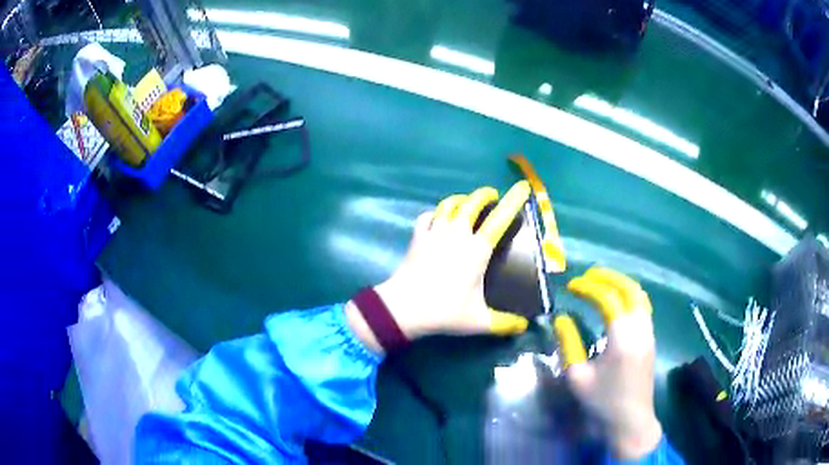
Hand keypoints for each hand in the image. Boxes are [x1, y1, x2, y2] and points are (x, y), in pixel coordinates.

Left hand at [347, 181, 531, 348]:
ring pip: (449, 205)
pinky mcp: (417, 238)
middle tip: (492, 197)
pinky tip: (438, 218)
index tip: (522, 187)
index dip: (513, 200)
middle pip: (472, 203)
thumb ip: (505, 323)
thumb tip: (524, 327)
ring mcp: (435, 233)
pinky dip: (435, 213)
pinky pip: (427, 216)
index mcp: (477, 249)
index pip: (500, 218)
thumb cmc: (444, 311)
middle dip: (484, 195)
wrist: (404, 308)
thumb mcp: (479, 321)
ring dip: (461, 199)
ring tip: (468, 203)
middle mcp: (457, 234)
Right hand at [554, 268, 662, 459]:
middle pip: (628, 288)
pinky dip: (629, 295)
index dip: (588, 287)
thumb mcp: (577, 376)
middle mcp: (639, 328)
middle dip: (608, 277)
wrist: (631, 421)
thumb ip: (569, 344)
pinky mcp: (651, 339)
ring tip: (602, 282)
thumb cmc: (602, 402)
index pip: (607, 298)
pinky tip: (618, 301)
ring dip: (621, 283)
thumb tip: (562, 319)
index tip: (571, 286)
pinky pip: (643, 306)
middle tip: (588, 275)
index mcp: (621, 337)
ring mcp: (648, 332)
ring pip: (639, 295)